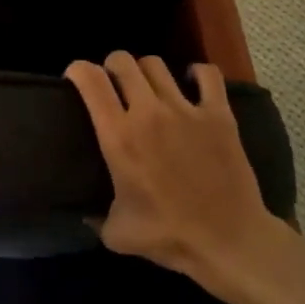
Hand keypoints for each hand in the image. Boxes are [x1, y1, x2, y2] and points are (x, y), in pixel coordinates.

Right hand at [65, 52, 275, 286]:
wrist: (229, 242)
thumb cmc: (169, 236)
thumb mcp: (117, 234)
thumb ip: (95, 218)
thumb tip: (84, 214)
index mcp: (119, 137)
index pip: (91, 80)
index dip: (78, 70)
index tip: (76, 79)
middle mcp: (148, 113)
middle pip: (122, 61)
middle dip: (111, 66)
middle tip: (113, 85)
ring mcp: (186, 110)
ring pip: (156, 64)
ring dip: (145, 71)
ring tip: (148, 87)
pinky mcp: (219, 114)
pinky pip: (207, 74)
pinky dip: (197, 73)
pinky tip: (191, 83)